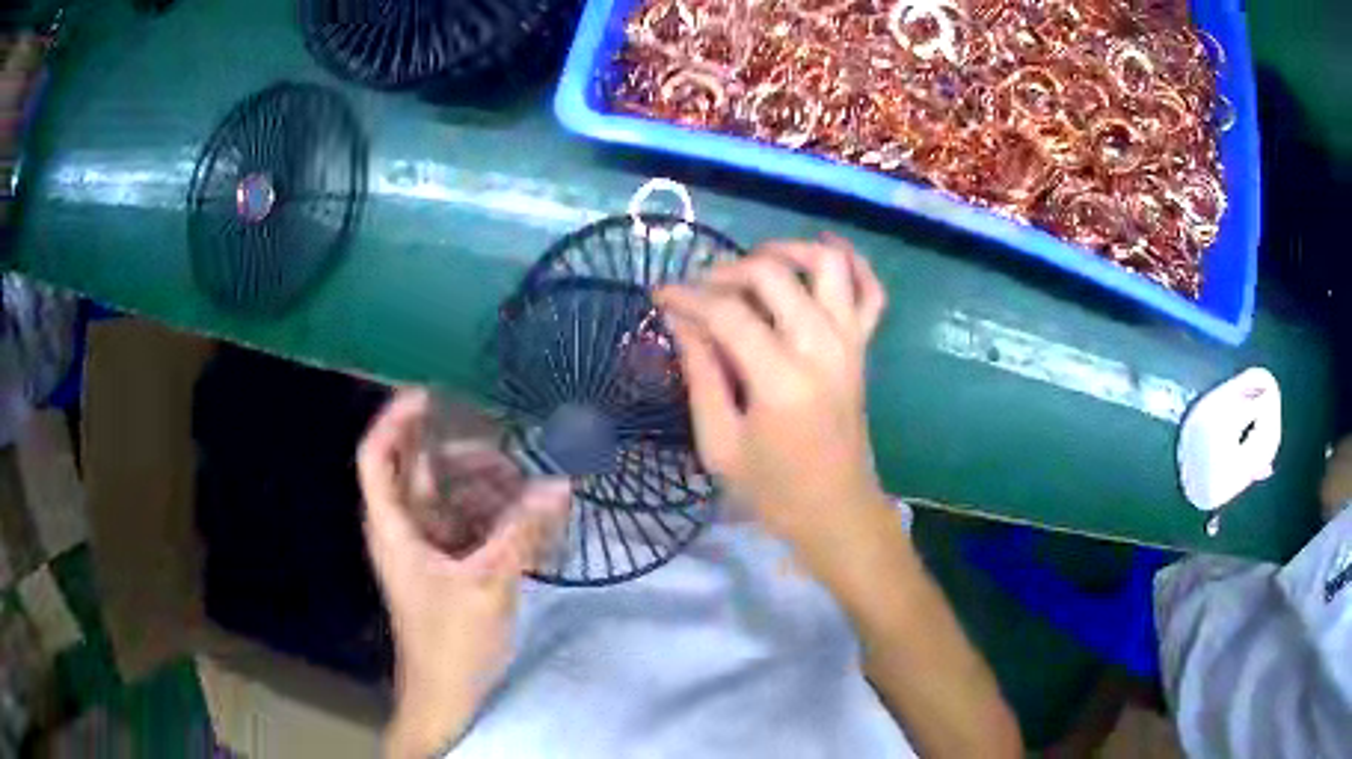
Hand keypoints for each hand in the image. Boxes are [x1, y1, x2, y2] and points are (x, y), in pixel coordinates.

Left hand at [358, 389, 569, 756]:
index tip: (430, 394)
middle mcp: (404, 531)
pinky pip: (466, 527)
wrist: (448, 695)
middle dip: (458, 454)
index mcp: (393, 528)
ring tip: (526, 483)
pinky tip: (525, 517)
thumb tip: (560, 484)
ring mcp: (426, 550)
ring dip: (482, 488)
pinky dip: (491, 516)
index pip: (377, 457)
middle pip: (419, 473)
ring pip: (448, 500)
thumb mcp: (488, 583)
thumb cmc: (452, 641)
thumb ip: (522, 531)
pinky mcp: (448, 568)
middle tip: (505, 443)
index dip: (395, 420)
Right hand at [656, 235, 889, 569]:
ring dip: (788, 250)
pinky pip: (871, 291)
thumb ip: (701, 373)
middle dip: (728, 270)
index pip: (727, 313)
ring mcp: (849, 343)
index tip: (659, 295)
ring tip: (755, 262)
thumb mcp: (719, 443)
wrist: (836, 511)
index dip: (687, 296)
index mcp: (781, 380)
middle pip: (774, 274)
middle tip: (700, 288)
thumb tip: (681, 319)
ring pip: (828, 265)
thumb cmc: (773, 489)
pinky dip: (854, 263)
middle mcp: (821, 348)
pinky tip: (826, 252)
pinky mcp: (863, 348)